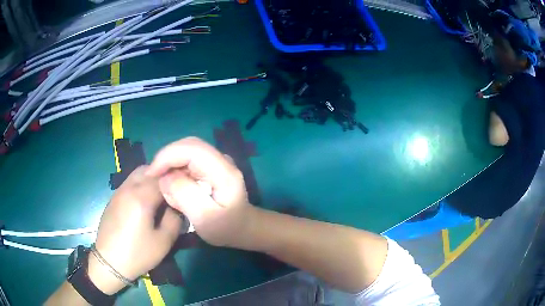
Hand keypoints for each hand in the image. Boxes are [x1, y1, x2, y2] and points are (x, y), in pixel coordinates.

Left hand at [89, 166, 182, 293]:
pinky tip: (143, 203)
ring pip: (137, 174)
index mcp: (141, 197)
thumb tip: (178, 205)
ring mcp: (118, 192)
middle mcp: (128, 188)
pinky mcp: (113, 198)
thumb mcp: (164, 241)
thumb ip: (175, 218)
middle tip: (172, 191)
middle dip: (162, 176)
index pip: (163, 177)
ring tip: (158, 197)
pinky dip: (140, 185)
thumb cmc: (138, 254)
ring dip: (150, 179)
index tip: (184, 190)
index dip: (176, 181)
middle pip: (148, 169)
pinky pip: (129, 183)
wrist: (109, 262)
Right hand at [146, 137, 255, 247]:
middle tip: (155, 180)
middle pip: (187, 146)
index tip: (152, 174)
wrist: (243, 229)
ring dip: (171, 167)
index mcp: (224, 171)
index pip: (192, 149)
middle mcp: (221, 160)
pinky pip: (187, 161)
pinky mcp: (210, 167)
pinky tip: (175, 189)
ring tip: (168, 190)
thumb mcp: (205, 218)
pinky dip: (176, 171)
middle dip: (167, 160)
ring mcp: (216, 161)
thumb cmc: (226, 228)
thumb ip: (185, 195)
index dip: (167, 156)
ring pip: (185, 152)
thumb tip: (166, 176)